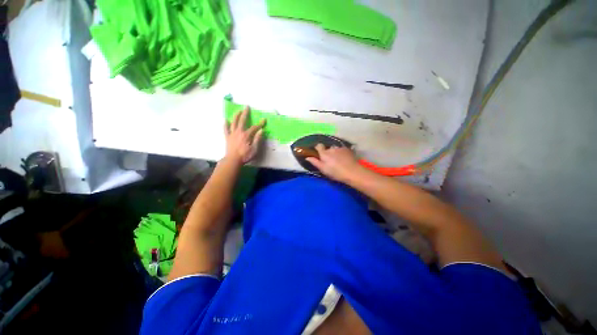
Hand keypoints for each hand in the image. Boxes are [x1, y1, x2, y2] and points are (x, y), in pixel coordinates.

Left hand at [224, 106, 265, 164]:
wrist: (233, 160)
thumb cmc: (245, 155)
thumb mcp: (254, 149)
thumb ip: (257, 139)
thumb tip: (261, 131)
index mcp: (246, 135)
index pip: (254, 127)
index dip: (260, 124)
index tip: (264, 120)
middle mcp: (239, 132)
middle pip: (242, 121)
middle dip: (245, 113)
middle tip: (246, 106)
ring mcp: (232, 134)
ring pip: (233, 122)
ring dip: (236, 116)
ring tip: (238, 111)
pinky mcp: (227, 137)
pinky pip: (226, 129)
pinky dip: (225, 124)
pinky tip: (226, 120)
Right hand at [306, 144, 364, 182]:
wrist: (352, 172)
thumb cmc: (336, 172)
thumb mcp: (323, 169)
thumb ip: (315, 162)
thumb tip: (307, 157)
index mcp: (324, 153)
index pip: (318, 146)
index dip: (318, 148)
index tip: (319, 154)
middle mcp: (331, 148)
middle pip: (327, 148)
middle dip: (327, 153)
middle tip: (330, 161)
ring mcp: (340, 148)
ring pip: (335, 149)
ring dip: (335, 153)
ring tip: (338, 160)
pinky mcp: (347, 149)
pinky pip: (342, 150)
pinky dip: (341, 153)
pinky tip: (344, 159)